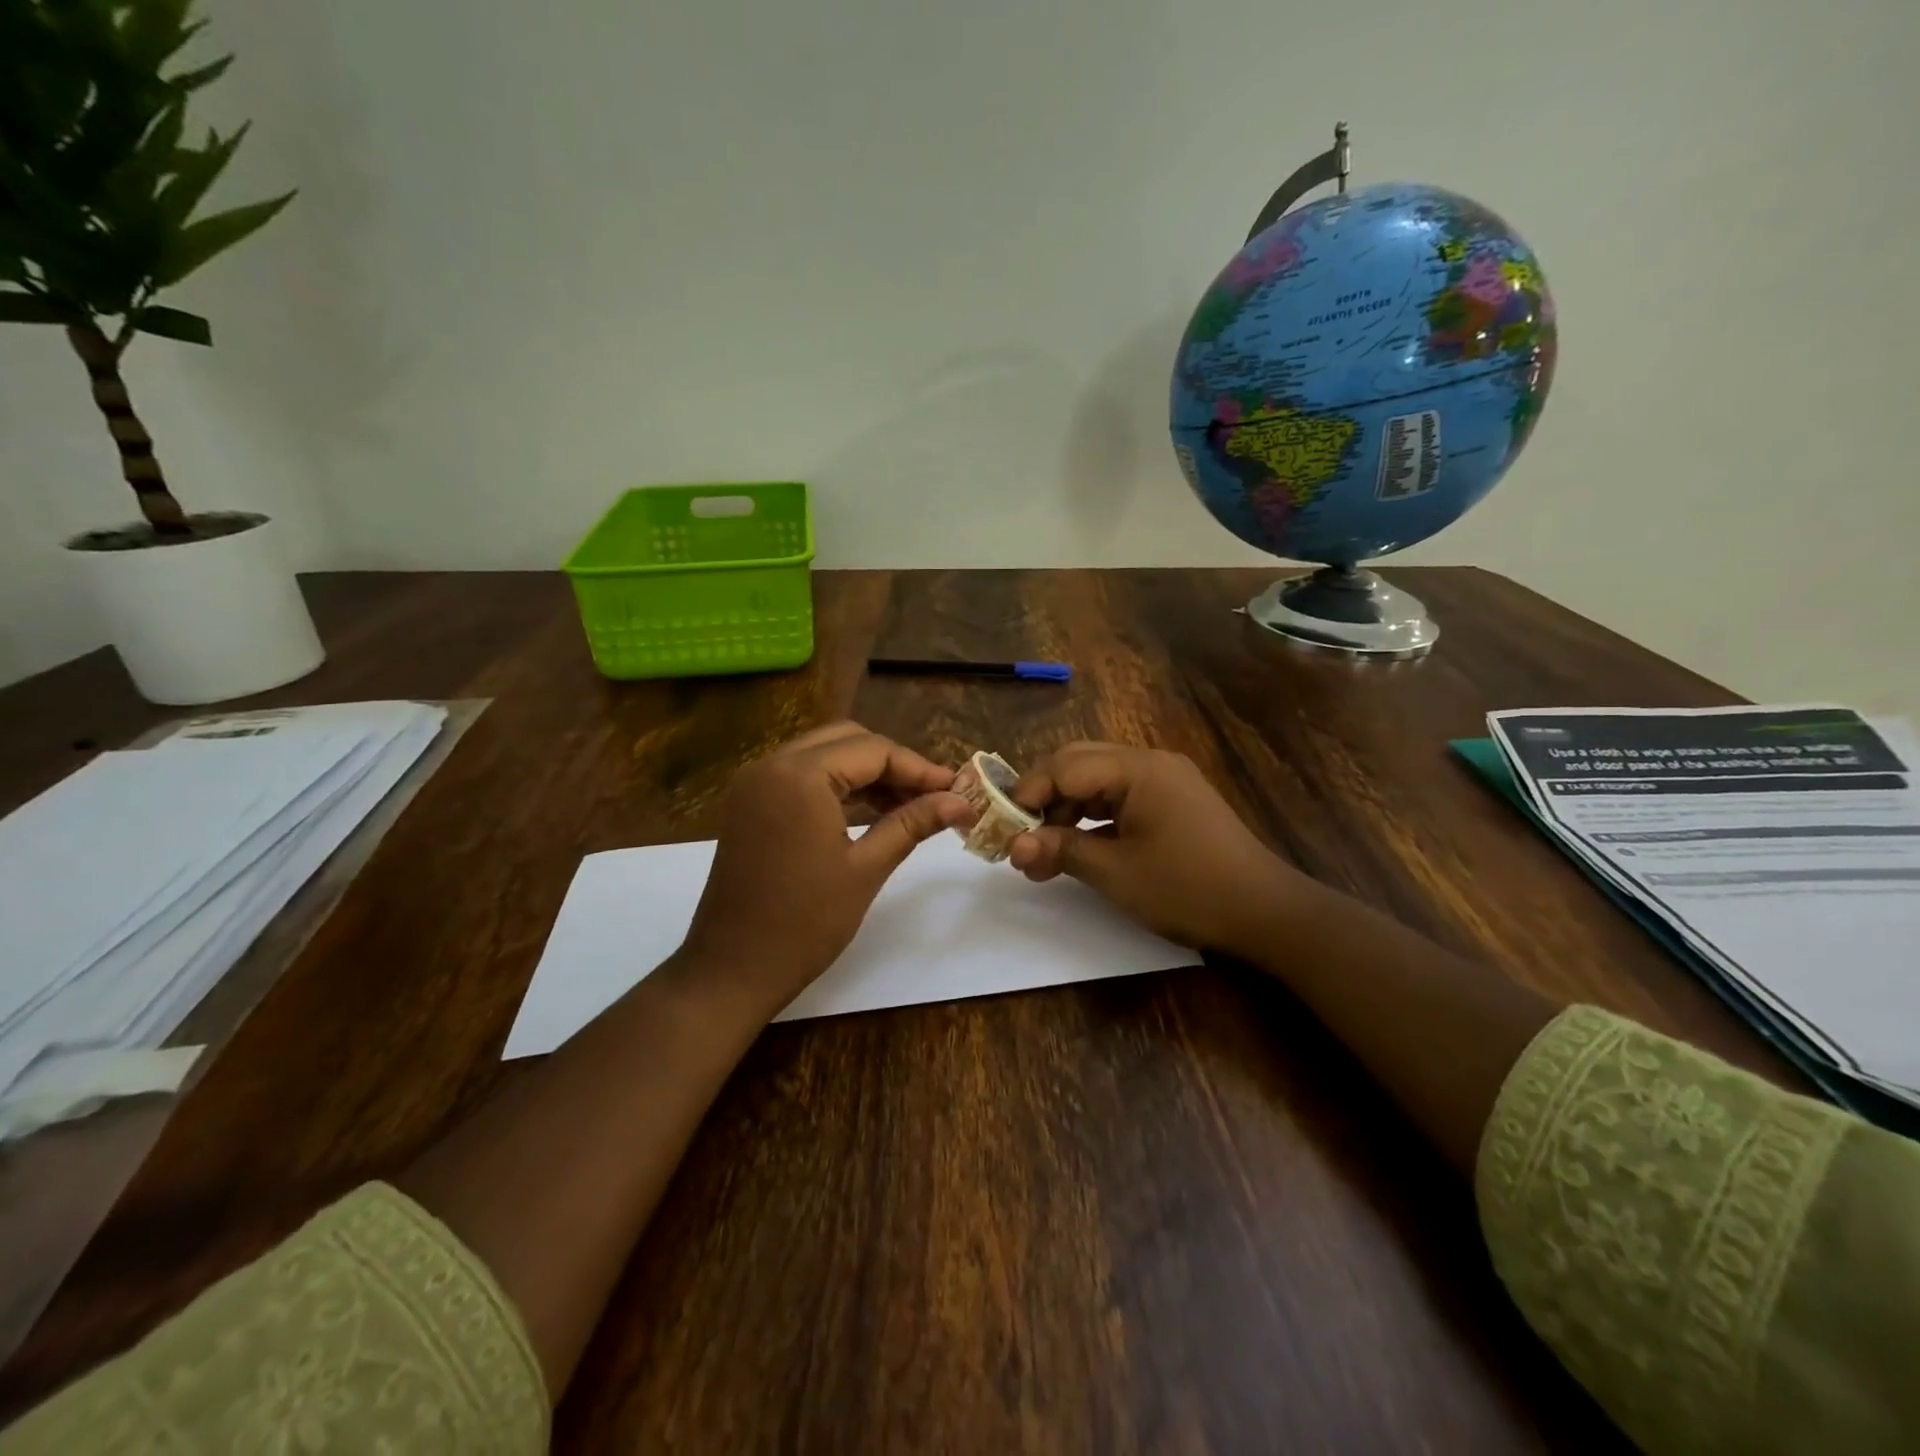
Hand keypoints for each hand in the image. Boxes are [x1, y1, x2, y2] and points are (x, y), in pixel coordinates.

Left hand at [674, 722, 972, 1015]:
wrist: (731, 970)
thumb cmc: (804, 923)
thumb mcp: (866, 868)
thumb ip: (913, 823)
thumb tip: (962, 802)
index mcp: (799, 775)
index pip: (874, 751)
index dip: (919, 768)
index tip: (957, 790)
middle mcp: (772, 765)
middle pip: (847, 741)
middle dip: (893, 765)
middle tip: (933, 796)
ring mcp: (755, 784)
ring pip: (824, 756)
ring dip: (866, 774)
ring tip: (910, 806)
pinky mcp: (750, 805)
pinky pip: (802, 778)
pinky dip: (838, 788)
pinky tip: (871, 813)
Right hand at [1008, 742, 1306, 956]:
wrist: (1265, 913)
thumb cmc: (1187, 887)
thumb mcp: (1116, 872)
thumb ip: (1061, 849)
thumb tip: (1014, 845)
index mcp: (1138, 769)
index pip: (1065, 766)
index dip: (1028, 794)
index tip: (1003, 829)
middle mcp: (1150, 763)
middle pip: (1079, 764)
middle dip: (1044, 799)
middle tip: (1020, 836)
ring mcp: (1164, 782)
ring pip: (1097, 783)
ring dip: (1066, 813)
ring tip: (1042, 855)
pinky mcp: (1172, 803)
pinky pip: (1120, 799)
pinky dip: (1093, 821)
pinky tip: (1076, 850)